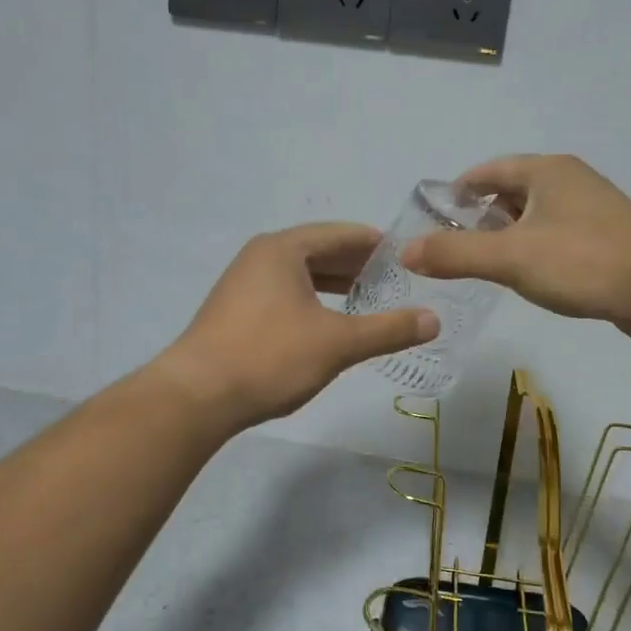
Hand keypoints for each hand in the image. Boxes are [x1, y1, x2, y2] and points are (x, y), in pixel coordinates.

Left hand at [156, 222, 439, 429]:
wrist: (196, 396)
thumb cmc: (270, 357)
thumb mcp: (337, 343)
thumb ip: (387, 329)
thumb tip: (434, 320)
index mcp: (283, 250)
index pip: (339, 234)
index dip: (374, 243)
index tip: (405, 254)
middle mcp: (260, 257)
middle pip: (318, 251)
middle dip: (356, 264)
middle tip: (394, 279)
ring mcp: (242, 284)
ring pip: (299, 275)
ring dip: (334, 284)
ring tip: (367, 299)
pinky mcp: (234, 312)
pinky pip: (283, 294)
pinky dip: (312, 301)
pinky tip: (327, 323)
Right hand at [400, 155, 630, 340]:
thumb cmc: (583, 261)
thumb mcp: (511, 257)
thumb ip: (456, 253)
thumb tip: (405, 251)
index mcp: (546, 171)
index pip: (488, 170)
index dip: (457, 190)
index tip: (433, 218)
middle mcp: (569, 182)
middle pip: (510, 192)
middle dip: (479, 216)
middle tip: (451, 247)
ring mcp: (592, 211)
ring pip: (535, 217)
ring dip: (507, 236)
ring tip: (482, 265)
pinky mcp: (606, 240)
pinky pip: (556, 238)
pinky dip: (534, 252)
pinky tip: (527, 279)